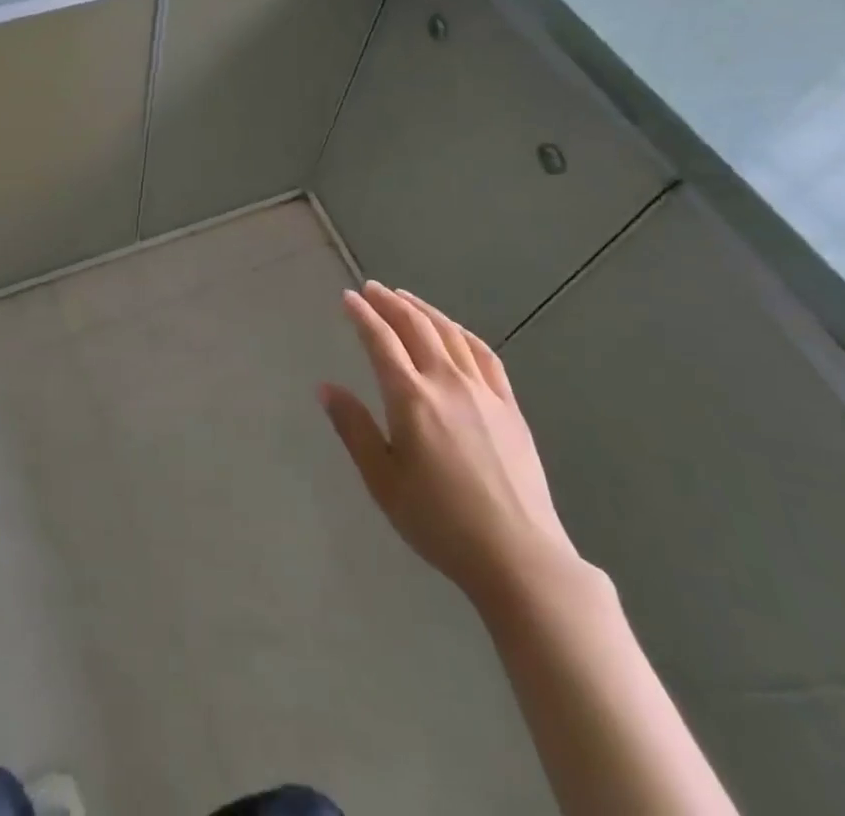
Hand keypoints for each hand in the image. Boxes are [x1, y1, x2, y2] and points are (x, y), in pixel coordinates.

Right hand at [321, 282, 587, 612]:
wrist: (518, 556)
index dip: (362, 315)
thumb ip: (354, 429)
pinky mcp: (510, 406)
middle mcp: (446, 382)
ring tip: (405, 299)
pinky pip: (484, 355)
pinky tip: (455, 331)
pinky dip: (462, 333)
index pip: (381, 341)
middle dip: (390, 303)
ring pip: (450, 333)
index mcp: (411, 398)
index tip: (347, 297)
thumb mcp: (383, 481)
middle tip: (372, 289)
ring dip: (424, 310)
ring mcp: (483, 391)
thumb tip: (326, 387)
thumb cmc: (439, 522)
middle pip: (416, 327)